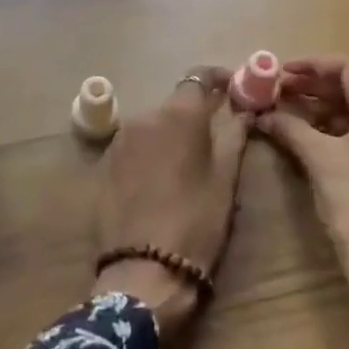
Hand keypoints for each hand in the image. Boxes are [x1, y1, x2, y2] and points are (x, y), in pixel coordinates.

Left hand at [93, 66, 250, 338]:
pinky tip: (160, 179)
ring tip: (187, 163)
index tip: (234, 88)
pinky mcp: (105, 163)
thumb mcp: (224, 180)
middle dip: (195, 113)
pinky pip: (134, 145)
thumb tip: (244, 110)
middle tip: (216, 135)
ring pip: (153, 124)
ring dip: (171, 133)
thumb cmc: (196, 222)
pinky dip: (150, 151)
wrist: (143, 271)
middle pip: (174, 103)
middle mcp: (144, 116)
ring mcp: (120, 139)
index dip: (219, 79)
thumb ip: (234, 136)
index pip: (199, 77)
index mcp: (178, 115)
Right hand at [257, 57, 348, 325]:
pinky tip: (309, 135)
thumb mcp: (318, 158)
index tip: (279, 70)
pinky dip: (336, 129)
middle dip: (313, 87)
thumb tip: (260, 113)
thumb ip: (289, 127)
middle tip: (277, 90)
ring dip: (323, 108)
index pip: (347, 70)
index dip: (310, 65)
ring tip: (286, 110)